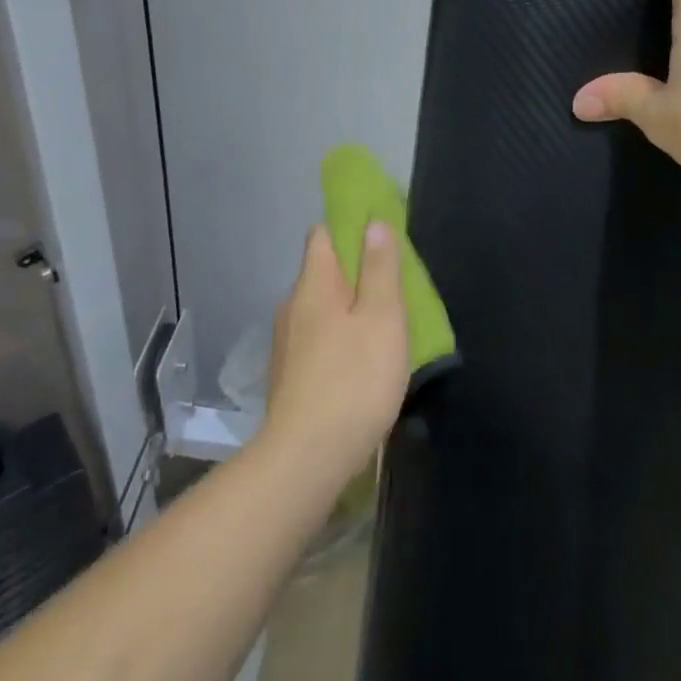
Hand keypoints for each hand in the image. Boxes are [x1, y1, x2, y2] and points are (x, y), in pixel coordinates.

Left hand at [261, 223, 410, 488]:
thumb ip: (379, 268)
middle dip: (355, 273)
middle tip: (394, 288)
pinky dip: (339, 339)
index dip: (350, 228)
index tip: (380, 237)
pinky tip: (360, 363)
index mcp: (314, 284)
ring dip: (349, 310)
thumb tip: (373, 223)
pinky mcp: (289, 375)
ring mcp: (287, 343)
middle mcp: (293, 305)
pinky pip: (318, 340)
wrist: (308, 457)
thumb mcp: (382, 317)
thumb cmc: (354, 379)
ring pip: (321, 309)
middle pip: (323, 272)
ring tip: (382, 327)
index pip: (323, 234)